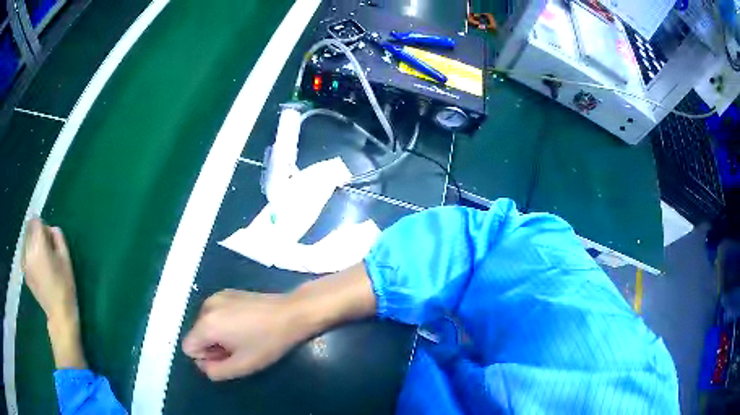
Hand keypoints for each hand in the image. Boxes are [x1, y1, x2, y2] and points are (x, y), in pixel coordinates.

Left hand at [22, 218, 85, 368]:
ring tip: (41, 260)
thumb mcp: (66, 258)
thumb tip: (50, 230)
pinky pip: (25, 254)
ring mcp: (24, 262)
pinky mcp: (24, 272)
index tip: (49, 238)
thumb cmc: (65, 285)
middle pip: (28, 229)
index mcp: (38, 245)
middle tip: (46, 248)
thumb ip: (58, 237)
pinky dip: (29, 255)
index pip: (35, 221)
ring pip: (25, 241)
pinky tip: (38, 269)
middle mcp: (28, 250)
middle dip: (36, 233)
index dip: (42, 226)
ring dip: (32, 243)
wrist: (59, 315)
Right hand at [182, 289, 306, 380]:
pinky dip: (224, 323)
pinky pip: (215, 314)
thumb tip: (204, 366)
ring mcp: (216, 296)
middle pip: (196, 335)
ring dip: (218, 336)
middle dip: (212, 347)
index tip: (227, 357)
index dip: (205, 358)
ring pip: (206, 325)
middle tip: (238, 349)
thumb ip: (216, 371)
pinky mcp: (228, 292)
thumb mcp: (242, 366)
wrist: (291, 312)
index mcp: (206, 324)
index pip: (188, 348)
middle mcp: (205, 306)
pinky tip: (246, 325)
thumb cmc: (267, 342)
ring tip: (244, 337)